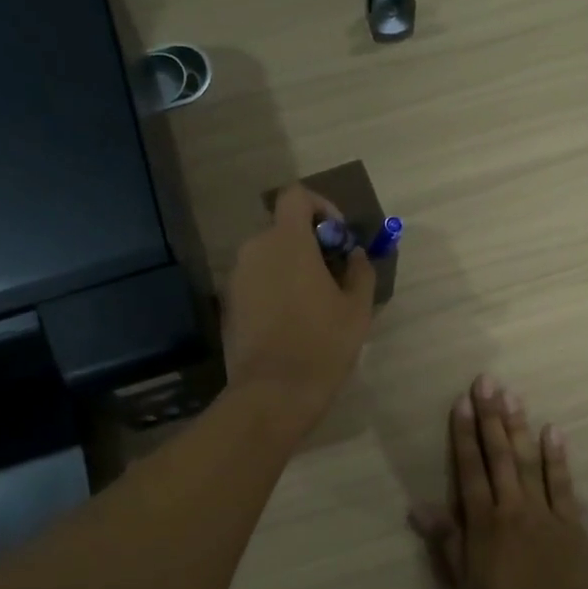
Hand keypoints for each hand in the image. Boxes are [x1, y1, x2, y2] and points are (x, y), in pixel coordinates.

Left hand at [223, 185, 375, 429]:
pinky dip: (273, 286)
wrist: (272, 392)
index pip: (296, 196)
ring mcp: (236, 277)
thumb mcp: (357, 308)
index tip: (338, 237)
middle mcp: (254, 249)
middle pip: (282, 228)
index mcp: (286, 241)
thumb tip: (354, 254)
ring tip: (314, 300)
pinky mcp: (228, 302)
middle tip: (332, 273)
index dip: (321, 206)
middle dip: (309, 242)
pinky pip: (255, 280)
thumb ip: (360, 270)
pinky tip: (291, 319)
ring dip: (290, 266)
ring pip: (267, 256)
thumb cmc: (322, 344)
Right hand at [411, 375, 587, 588]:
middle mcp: (511, 506)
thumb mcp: (464, 579)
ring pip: (528, 461)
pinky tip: (553, 431)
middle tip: (487, 382)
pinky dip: (557, 457)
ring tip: (513, 395)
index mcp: (483, 521)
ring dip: (519, 427)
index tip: (461, 402)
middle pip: (499, 455)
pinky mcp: (571, 521)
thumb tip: (418, 507)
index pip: (470, 469)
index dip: (464, 434)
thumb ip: (446, 539)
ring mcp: (543, 511)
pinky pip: (562, 484)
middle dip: (491, 417)